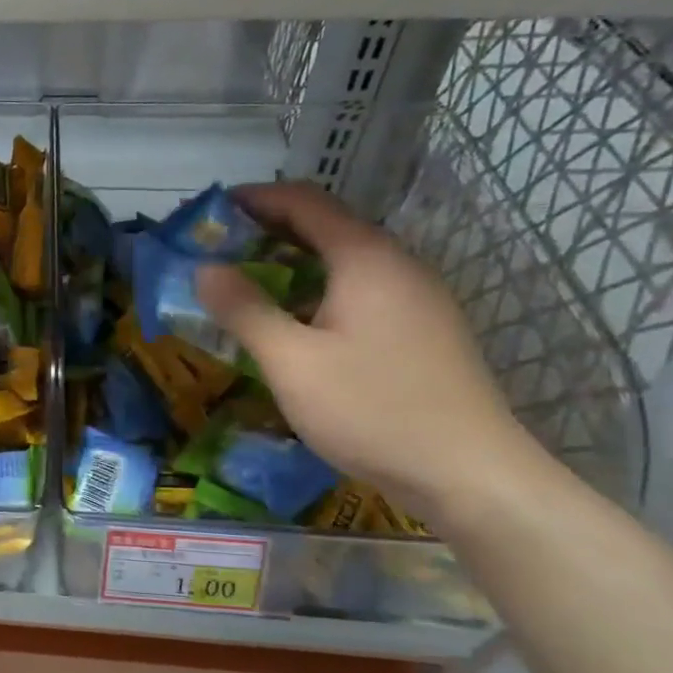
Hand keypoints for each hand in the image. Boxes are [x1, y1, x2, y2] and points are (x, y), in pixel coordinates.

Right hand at [196, 182, 540, 519]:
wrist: (469, 474)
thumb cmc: (372, 409)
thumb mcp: (291, 361)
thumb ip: (244, 309)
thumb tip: (203, 267)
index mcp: (366, 259)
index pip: (305, 202)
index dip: (255, 199)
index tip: (212, 210)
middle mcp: (397, 265)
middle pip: (326, 228)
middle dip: (268, 232)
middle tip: (219, 251)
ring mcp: (417, 298)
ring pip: (344, 262)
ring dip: (293, 264)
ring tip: (246, 286)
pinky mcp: (423, 330)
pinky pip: (361, 291)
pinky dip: (318, 291)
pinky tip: (296, 325)